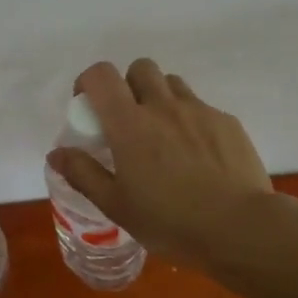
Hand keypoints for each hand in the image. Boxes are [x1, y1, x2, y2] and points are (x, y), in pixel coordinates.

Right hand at [47, 59, 279, 271]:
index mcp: (130, 124)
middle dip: (129, 85)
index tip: (89, 106)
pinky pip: (202, 108)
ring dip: (161, 99)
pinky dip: (192, 121)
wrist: (240, 228)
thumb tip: (56, 153)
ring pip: (173, 84)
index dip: (89, 82)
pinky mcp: (228, 122)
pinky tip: (199, 157)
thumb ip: (84, 174)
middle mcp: (164, 106)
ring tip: (165, 136)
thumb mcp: (117, 206)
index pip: (101, 75)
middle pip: (141, 68)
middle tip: (129, 121)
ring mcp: (200, 111)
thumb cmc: (171, 221)